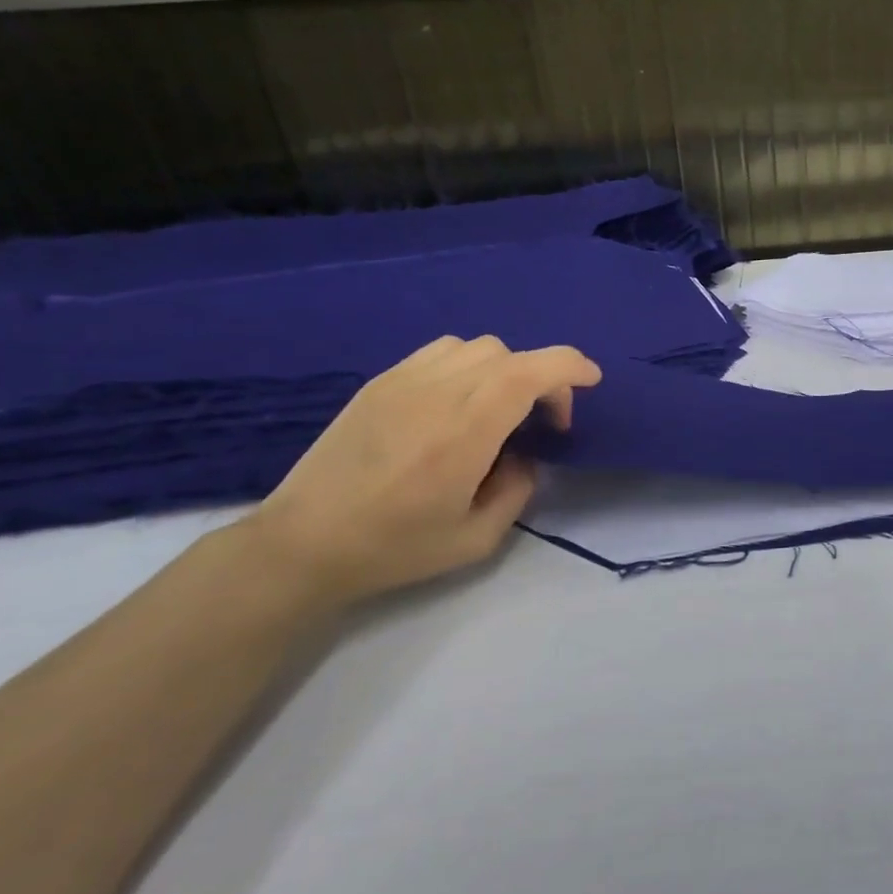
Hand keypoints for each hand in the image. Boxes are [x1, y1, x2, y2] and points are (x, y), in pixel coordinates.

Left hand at [239, 336, 601, 606]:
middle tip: (541, 422)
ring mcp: (404, 380)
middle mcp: (439, 392)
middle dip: (543, 379)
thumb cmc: (394, 547)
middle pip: (511, 355)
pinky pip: (441, 351)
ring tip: (498, 408)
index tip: (590, 383)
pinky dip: (468, 365)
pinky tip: (458, 401)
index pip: (532, 371)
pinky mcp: (380, 381)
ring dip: (505, 369)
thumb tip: (524, 456)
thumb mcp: (477, 538)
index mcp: (466, 431)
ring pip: (477, 346)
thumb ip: (518, 490)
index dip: (572, 367)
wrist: (302, 543)